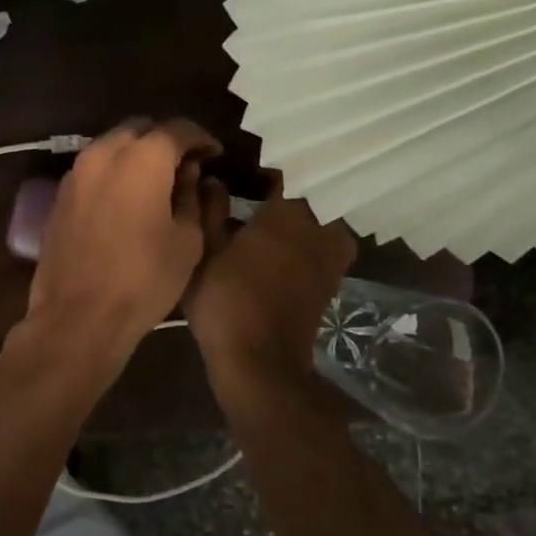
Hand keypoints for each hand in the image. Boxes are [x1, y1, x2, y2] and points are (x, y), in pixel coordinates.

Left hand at [23, 118, 220, 360]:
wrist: (78, 316)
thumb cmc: (144, 280)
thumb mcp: (187, 240)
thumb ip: (193, 197)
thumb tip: (191, 174)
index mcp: (141, 158)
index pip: (177, 129)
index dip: (201, 139)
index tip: (215, 155)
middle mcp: (103, 153)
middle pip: (139, 129)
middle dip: (165, 141)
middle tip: (186, 166)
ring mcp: (75, 173)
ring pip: (112, 146)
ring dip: (136, 155)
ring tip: (157, 182)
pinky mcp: (59, 195)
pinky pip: (93, 169)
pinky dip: (113, 172)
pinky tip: (127, 198)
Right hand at [184, 172, 354, 397]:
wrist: (259, 362)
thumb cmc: (225, 300)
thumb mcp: (204, 251)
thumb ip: (210, 210)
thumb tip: (213, 180)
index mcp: (288, 211)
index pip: (280, 174)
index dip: (258, 173)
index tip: (238, 176)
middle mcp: (319, 226)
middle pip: (302, 198)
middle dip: (278, 197)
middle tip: (247, 200)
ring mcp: (331, 256)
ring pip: (314, 223)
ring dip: (292, 223)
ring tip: (259, 228)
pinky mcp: (331, 282)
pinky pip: (318, 248)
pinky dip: (300, 246)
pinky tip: (270, 255)